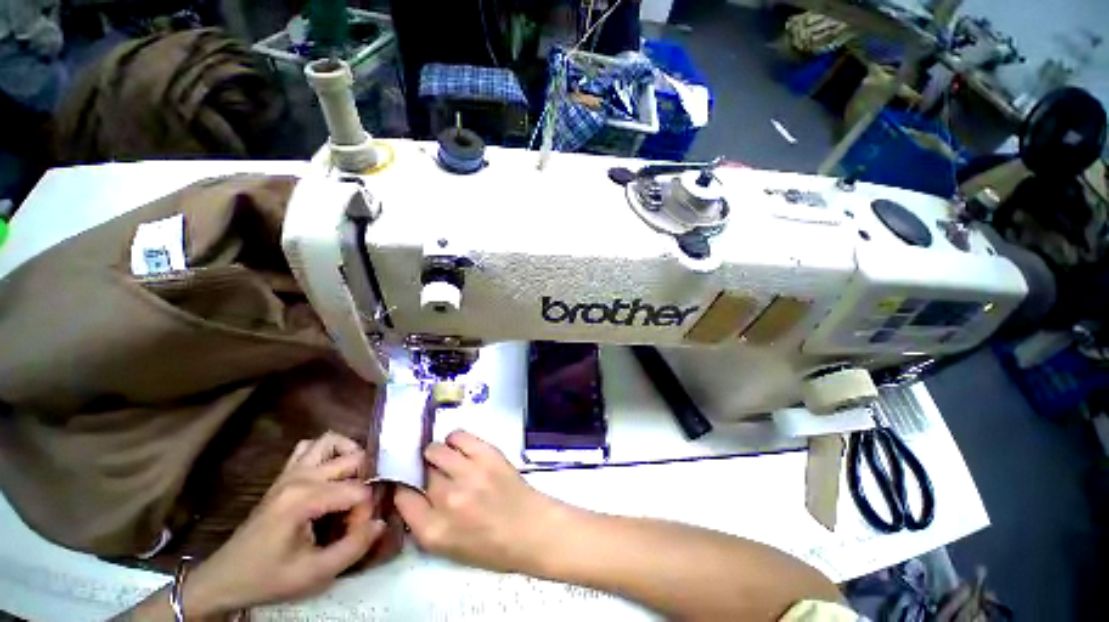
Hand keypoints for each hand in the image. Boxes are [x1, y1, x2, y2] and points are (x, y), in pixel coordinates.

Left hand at [184, 432, 385, 616]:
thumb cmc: (269, 577)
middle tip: (358, 508)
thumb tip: (381, 522)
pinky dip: (327, 452)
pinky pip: (310, 447)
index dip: (365, 511)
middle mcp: (300, 477)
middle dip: (364, 481)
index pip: (357, 491)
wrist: (225, 578)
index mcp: (305, 499)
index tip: (357, 532)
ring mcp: (290, 473)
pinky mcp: (284, 476)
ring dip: (349, 454)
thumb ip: (353, 547)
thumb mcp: (315, 573)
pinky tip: (330, 474)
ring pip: (330, 441)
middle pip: (352, 459)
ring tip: (354, 479)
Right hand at [394, 430, 569, 573]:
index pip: (402, 499)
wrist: (530, 529)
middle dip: (425, 473)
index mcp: (434, 531)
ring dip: (436, 453)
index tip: (409, 486)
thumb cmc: (492, 546)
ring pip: (436, 450)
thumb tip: (411, 494)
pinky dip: (455, 439)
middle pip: (420, 472)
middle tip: (436, 473)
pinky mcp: (487, 454)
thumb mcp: (449, 547)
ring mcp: (468, 473)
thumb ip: (425, 523)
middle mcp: (447, 499)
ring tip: (446, 457)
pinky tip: (459, 446)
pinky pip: (459, 436)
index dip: (404, 490)